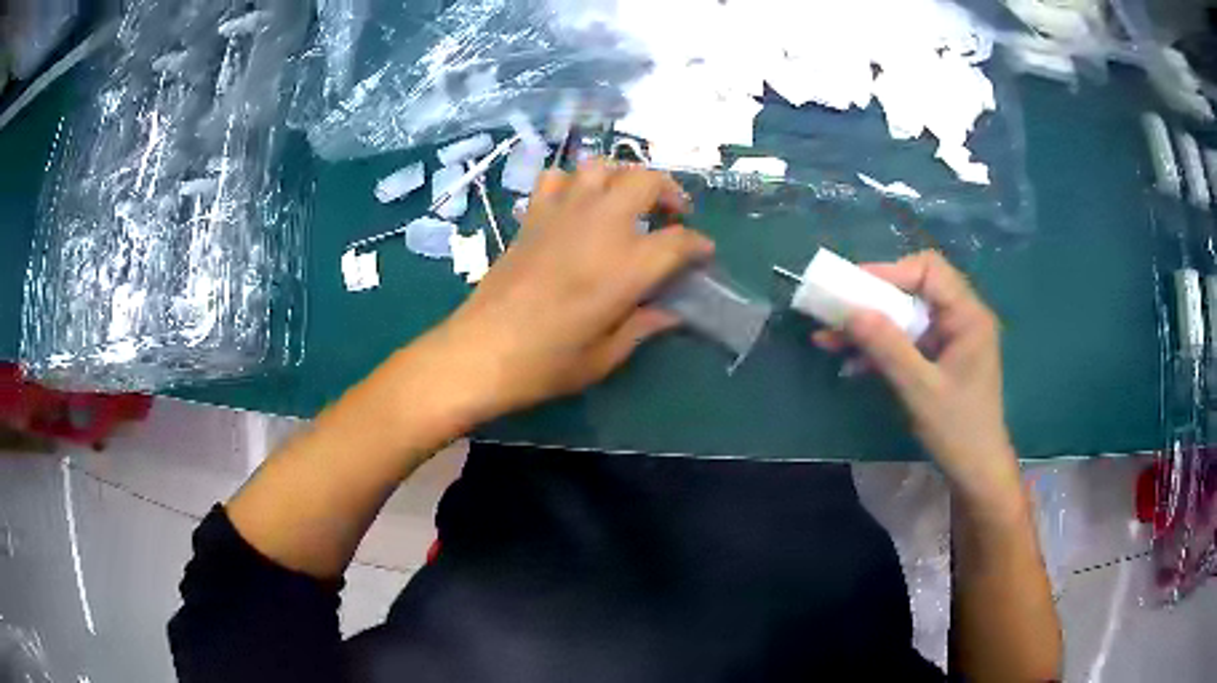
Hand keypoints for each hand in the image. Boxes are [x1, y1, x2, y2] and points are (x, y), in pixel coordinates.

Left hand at [424, 159, 713, 421]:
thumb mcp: (605, 356)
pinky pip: (556, 178)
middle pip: (646, 181)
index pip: (679, 241)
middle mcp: (600, 227)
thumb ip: (643, 325)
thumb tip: (671, 311)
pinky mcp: (533, 217)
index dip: (699, 246)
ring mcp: (562, 215)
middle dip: (670, 192)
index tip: (704, 256)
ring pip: (601, 167)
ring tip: (628, 201)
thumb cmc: (545, 364)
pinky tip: (577, 204)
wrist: (479, 352)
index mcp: (626, 267)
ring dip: (623, 176)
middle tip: (674, 215)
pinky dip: (573, 182)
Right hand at [813, 251, 1019, 501]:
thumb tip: (850, 311)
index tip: (852, 289)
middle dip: (873, 301)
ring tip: (830, 339)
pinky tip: (851, 363)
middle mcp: (961, 317)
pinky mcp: (940, 357)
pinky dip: (880, 347)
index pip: (929, 271)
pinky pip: (906, 340)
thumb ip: (888, 347)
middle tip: (836, 312)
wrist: (976, 472)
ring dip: (870, 326)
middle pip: (914, 289)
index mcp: (968, 316)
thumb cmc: (958, 430)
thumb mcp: (920, 390)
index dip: (889, 272)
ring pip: (905, 316)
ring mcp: (950, 338)